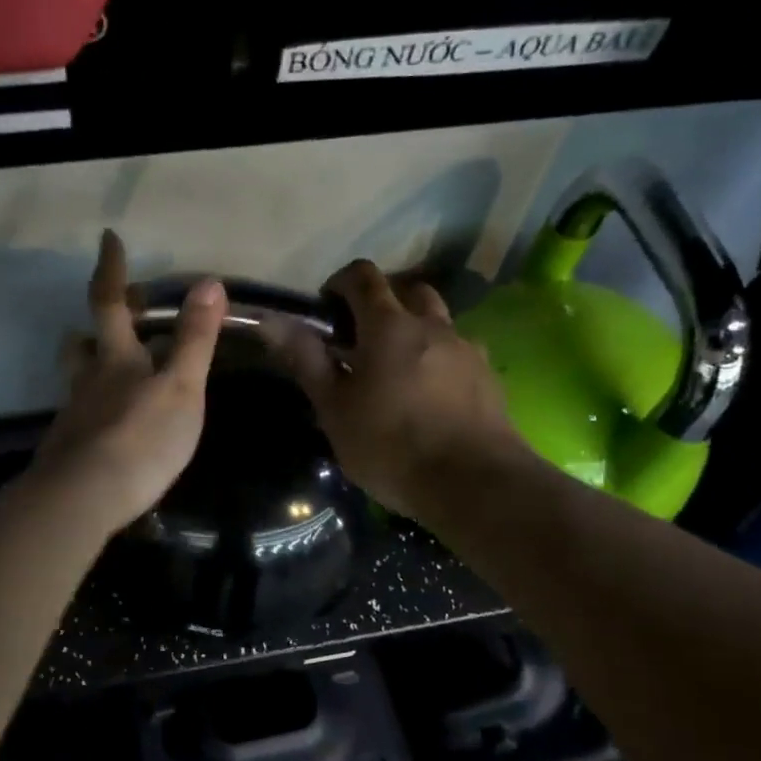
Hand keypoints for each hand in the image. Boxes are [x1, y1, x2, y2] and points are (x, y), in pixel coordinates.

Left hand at [30, 230, 226, 534]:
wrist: (84, 498)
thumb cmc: (141, 437)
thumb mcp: (180, 387)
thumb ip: (195, 339)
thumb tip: (209, 282)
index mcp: (116, 359)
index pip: (109, 302)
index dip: (110, 269)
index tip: (108, 238)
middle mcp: (88, 381)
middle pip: (82, 343)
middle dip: (95, 324)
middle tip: (112, 315)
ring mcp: (74, 416)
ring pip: (77, 380)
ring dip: (90, 366)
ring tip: (111, 370)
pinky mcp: (69, 451)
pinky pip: (81, 417)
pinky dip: (96, 410)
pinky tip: (112, 427)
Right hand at [266, 260, 533, 517]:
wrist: (472, 483)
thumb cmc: (390, 446)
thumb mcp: (335, 409)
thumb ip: (306, 360)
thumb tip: (271, 321)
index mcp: (388, 326)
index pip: (363, 277)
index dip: (340, 283)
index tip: (326, 309)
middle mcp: (432, 326)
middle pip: (408, 290)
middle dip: (383, 301)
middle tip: (362, 337)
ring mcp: (466, 349)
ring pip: (439, 320)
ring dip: (416, 328)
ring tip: (398, 367)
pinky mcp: (488, 377)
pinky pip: (460, 351)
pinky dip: (440, 358)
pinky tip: (431, 394)